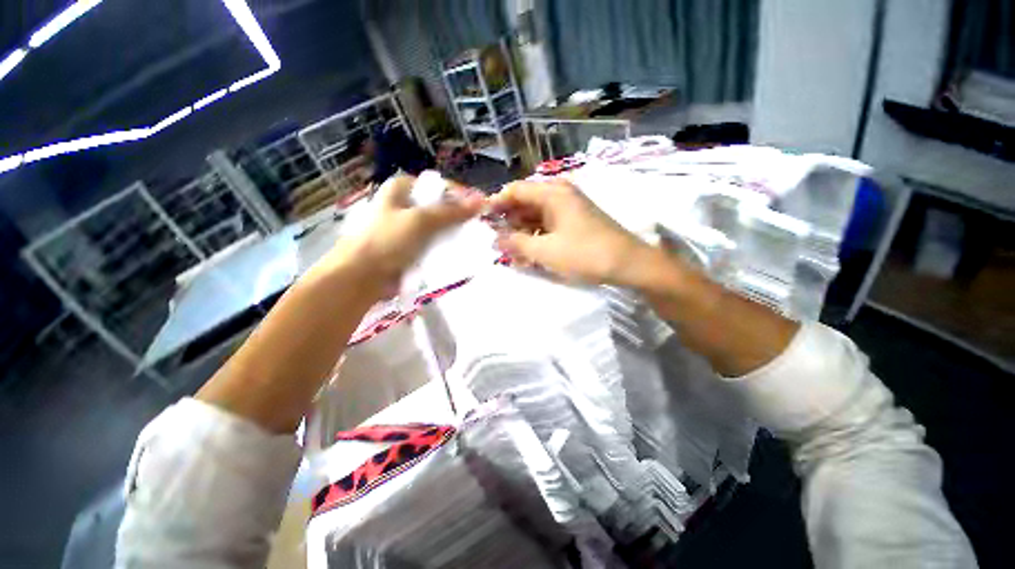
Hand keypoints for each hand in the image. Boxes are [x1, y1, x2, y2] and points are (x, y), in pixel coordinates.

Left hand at [322, 175, 481, 290]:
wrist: (361, 276)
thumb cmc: (387, 240)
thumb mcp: (420, 221)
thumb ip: (451, 212)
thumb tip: (481, 202)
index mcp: (401, 189)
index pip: (439, 187)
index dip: (460, 195)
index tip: (480, 208)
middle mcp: (404, 204)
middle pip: (439, 207)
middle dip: (458, 217)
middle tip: (478, 226)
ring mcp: (407, 227)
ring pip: (437, 226)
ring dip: (453, 233)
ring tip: (473, 240)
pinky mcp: (410, 247)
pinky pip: (433, 242)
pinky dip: (444, 246)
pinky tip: (458, 251)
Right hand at [489, 179, 651, 285]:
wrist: (629, 265)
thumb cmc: (586, 254)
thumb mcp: (546, 252)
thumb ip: (517, 244)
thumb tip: (495, 240)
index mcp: (552, 193)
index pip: (515, 190)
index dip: (496, 204)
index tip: (482, 221)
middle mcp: (560, 194)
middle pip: (525, 203)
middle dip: (509, 223)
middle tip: (497, 243)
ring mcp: (569, 208)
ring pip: (536, 216)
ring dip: (522, 234)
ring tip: (511, 253)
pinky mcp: (574, 222)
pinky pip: (548, 226)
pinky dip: (537, 238)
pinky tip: (529, 255)